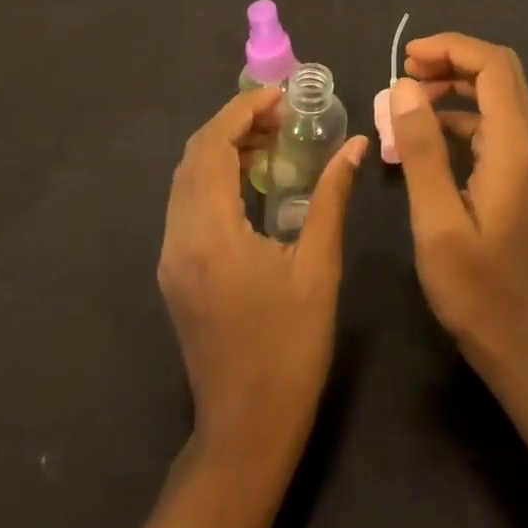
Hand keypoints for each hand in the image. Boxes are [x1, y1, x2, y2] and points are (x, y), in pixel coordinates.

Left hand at [157, 88, 367, 454]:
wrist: (245, 431)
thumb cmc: (289, 349)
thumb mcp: (318, 267)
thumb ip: (332, 198)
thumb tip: (355, 144)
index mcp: (210, 234)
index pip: (213, 147)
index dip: (243, 111)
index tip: (281, 96)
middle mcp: (178, 237)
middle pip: (194, 156)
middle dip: (234, 123)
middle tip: (282, 114)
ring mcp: (171, 256)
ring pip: (186, 177)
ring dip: (223, 146)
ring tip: (272, 137)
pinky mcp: (175, 270)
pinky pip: (188, 201)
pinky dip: (215, 174)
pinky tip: (253, 178)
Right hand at [391, 34, 527, 376]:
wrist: (522, 342)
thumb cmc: (476, 288)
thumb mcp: (436, 220)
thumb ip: (421, 149)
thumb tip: (402, 86)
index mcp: (513, 145)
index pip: (491, 65)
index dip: (450, 48)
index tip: (407, 57)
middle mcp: (527, 140)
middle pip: (497, 71)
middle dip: (451, 58)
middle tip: (405, 70)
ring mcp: (525, 157)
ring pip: (495, 93)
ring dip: (454, 83)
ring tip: (408, 95)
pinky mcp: (516, 172)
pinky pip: (489, 121)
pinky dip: (458, 112)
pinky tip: (424, 132)